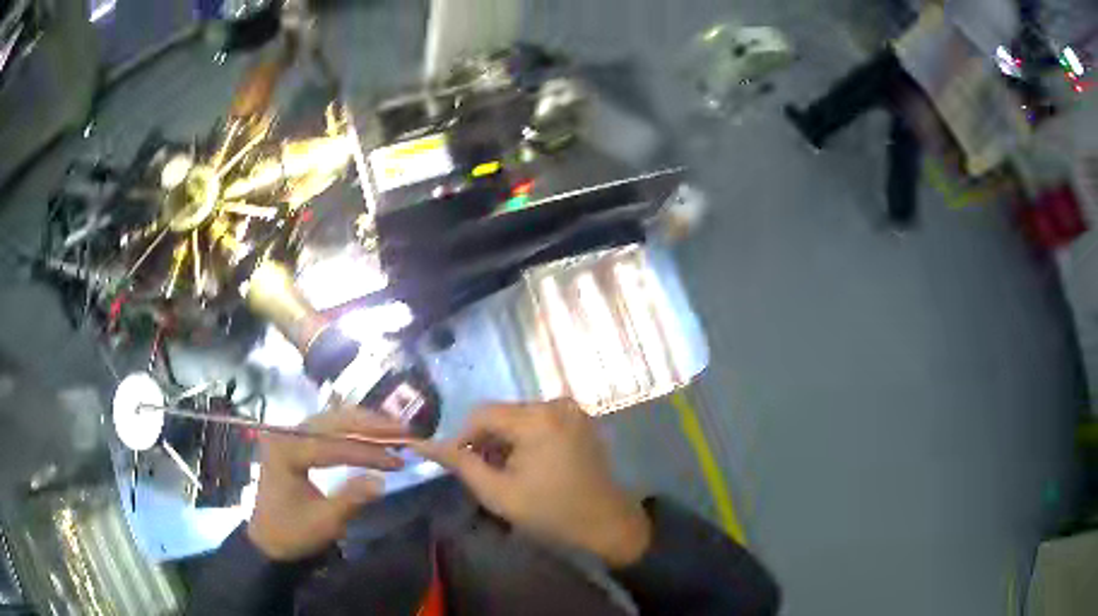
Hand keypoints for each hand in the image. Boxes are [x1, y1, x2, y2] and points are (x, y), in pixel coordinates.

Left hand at [247, 407, 406, 560]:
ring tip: (392, 428)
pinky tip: (370, 432)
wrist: (268, 541)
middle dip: (369, 425)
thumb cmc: (293, 533)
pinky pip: (325, 428)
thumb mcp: (324, 522)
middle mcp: (285, 435)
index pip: (333, 445)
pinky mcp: (295, 442)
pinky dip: (350, 429)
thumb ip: (351, 499)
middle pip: (331, 421)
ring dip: (362, 423)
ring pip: (330, 420)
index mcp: (286, 451)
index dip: (368, 453)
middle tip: (402, 429)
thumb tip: (381, 481)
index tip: (399, 460)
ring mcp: (288, 435)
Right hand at [413, 400, 651, 566]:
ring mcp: (572, 410)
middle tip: (486, 474)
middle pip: (502, 414)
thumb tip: (422, 443)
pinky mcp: (580, 420)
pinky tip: (530, 466)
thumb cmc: (551, 512)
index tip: (461, 466)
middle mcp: (555, 403)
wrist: (607, 523)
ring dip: (506, 441)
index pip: (481, 413)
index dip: (463, 438)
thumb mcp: (499, 493)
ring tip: (508, 474)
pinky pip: (540, 421)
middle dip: (487, 441)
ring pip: (520, 418)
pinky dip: (527, 439)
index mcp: (536, 418)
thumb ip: (460, 464)